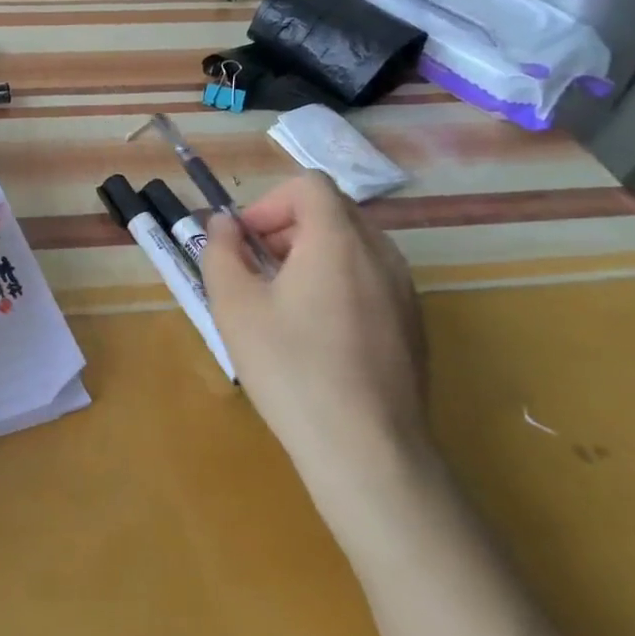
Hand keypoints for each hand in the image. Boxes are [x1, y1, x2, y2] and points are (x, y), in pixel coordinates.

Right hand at [200, 171, 433, 538]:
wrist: (366, 450)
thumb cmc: (291, 368)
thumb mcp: (234, 306)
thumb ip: (221, 251)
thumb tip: (224, 225)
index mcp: (338, 240)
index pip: (309, 185)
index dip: (268, 202)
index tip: (244, 242)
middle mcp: (381, 254)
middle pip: (331, 213)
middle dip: (285, 229)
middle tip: (253, 271)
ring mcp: (404, 291)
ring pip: (352, 247)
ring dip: (309, 256)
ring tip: (279, 304)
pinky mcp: (413, 325)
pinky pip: (369, 280)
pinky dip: (336, 284)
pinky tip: (315, 336)